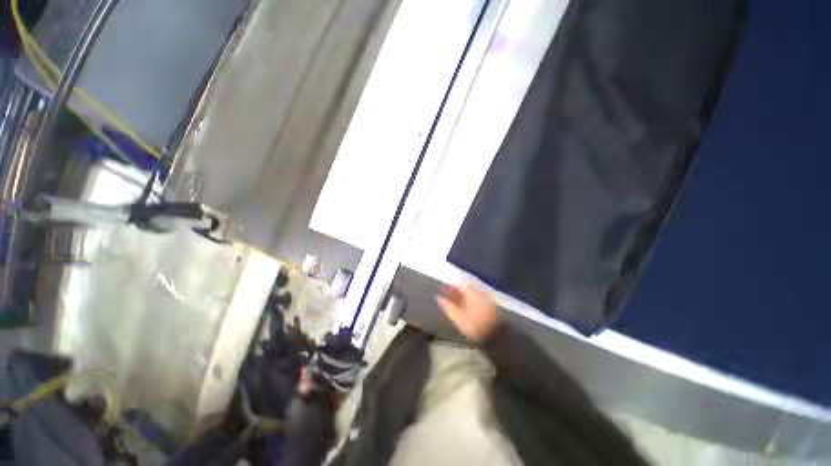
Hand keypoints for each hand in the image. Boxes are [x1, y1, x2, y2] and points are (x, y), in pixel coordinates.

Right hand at [436, 283, 500, 342]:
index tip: (442, 289)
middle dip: (455, 291)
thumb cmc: (474, 325)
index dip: (450, 286)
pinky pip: (475, 298)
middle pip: (465, 288)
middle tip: (445, 295)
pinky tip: (463, 306)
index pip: (459, 284)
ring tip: (452, 301)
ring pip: (470, 293)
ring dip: (461, 296)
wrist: (494, 336)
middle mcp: (479, 292)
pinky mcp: (489, 305)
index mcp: (472, 292)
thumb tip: (438, 297)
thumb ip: (447, 306)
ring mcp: (485, 298)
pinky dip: (468, 300)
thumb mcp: (458, 317)